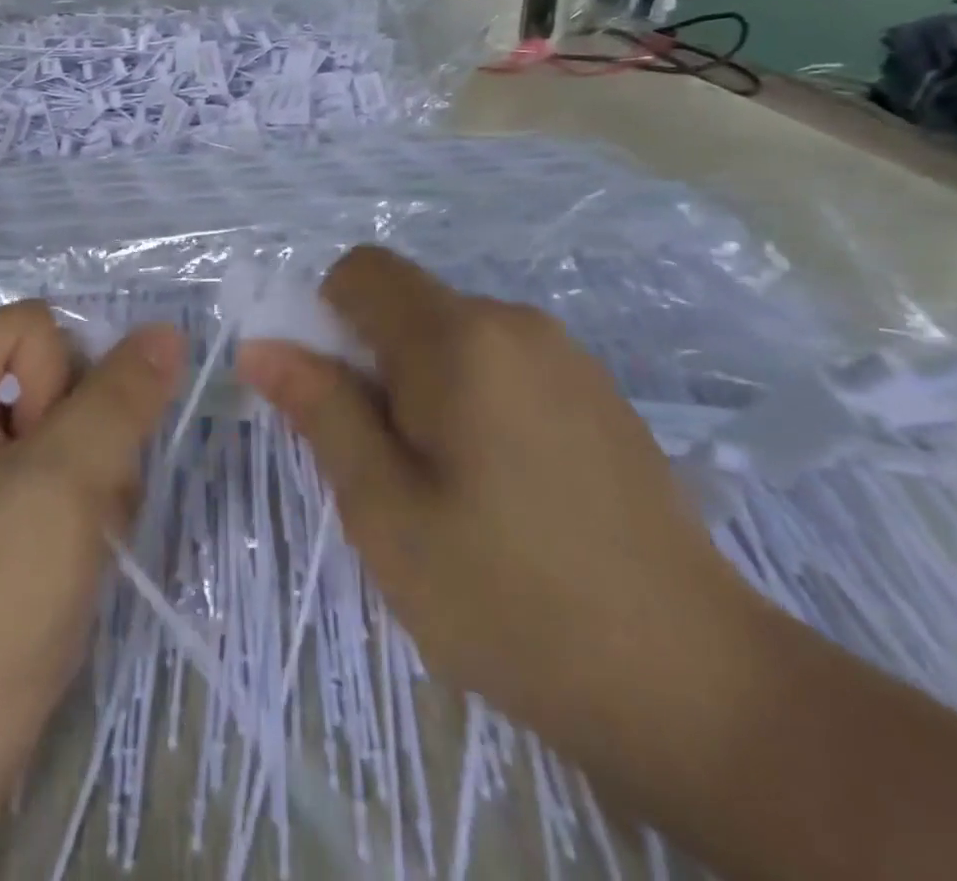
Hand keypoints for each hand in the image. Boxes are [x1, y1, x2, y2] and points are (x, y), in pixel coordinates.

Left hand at [0, 303, 182, 880]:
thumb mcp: (60, 490)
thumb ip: (120, 399)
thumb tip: (166, 331)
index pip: (34, 328)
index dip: (66, 382)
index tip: (57, 462)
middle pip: (48, 383)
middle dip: (85, 445)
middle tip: (76, 517)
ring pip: (57, 441)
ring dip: (88, 491)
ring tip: (72, 556)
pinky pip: (44, 491)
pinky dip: (71, 524)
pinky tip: (66, 574)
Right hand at [236, 246, 754, 751]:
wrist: (695, 685)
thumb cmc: (509, 596)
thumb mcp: (384, 510)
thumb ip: (320, 411)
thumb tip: (261, 347)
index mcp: (459, 339)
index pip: (362, 271)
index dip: (325, 317)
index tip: (332, 398)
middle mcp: (514, 323)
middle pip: (406, 306)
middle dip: (371, 365)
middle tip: (382, 465)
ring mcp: (566, 357)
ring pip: (450, 339)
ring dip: (418, 389)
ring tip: (441, 489)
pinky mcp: (596, 394)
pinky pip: (500, 367)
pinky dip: (469, 402)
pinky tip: (501, 492)